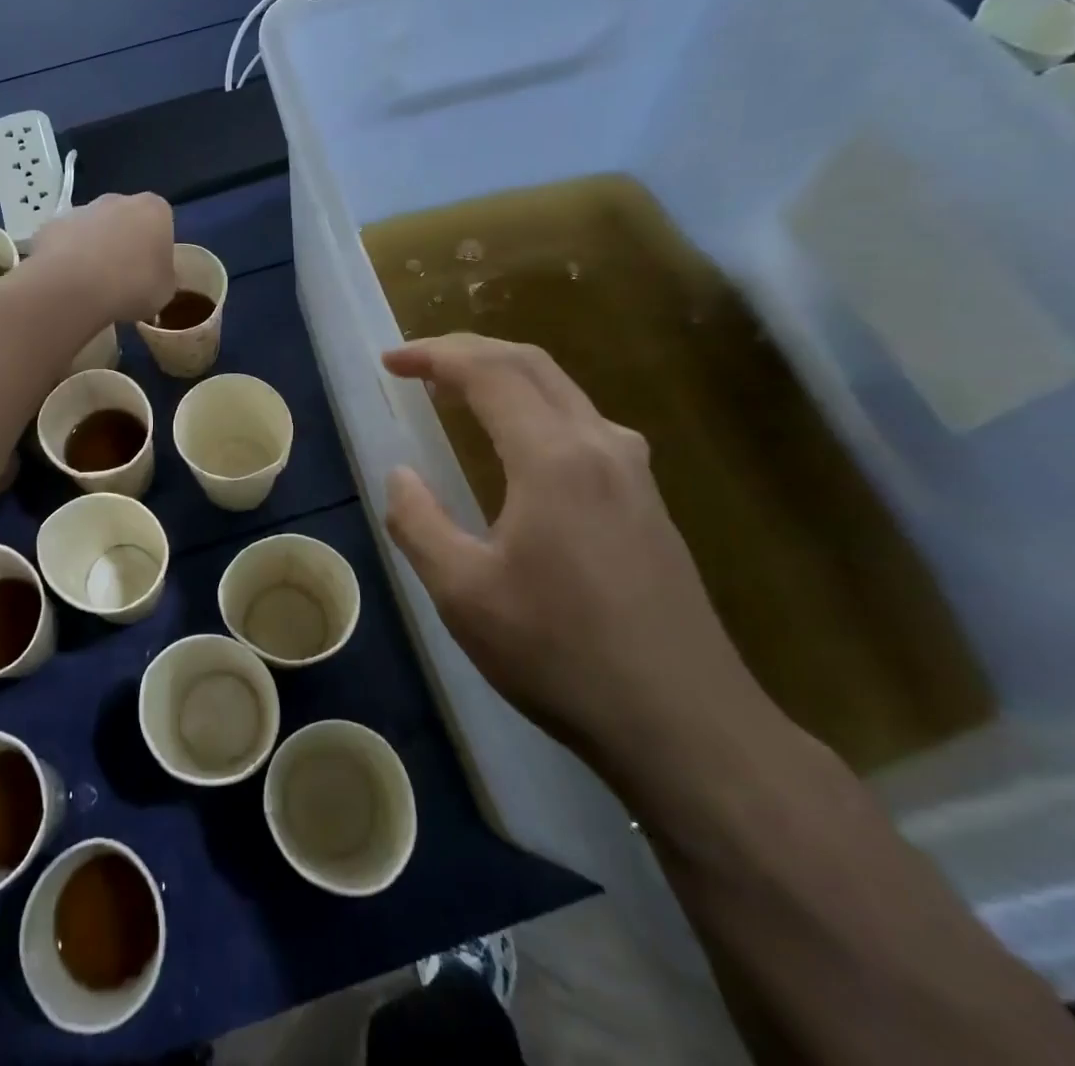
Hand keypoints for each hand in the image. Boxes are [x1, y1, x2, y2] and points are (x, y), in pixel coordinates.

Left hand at [29, 192, 175, 324]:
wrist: (74, 287)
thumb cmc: (133, 285)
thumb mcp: (165, 291)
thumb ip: (164, 276)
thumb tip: (158, 275)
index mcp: (153, 209)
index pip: (160, 222)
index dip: (156, 248)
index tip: (151, 272)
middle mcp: (117, 199)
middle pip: (124, 219)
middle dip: (123, 242)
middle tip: (122, 278)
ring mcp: (80, 209)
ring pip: (92, 229)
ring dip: (93, 249)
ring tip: (92, 284)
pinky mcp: (51, 225)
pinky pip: (64, 242)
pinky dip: (65, 257)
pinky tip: (67, 283)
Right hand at [381, 335, 768, 776]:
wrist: (684, 723)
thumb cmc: (560, 653)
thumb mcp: (463, 593)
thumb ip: (418, 522)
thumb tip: (400, 476)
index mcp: (553, 458)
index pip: (488, 372)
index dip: (434, 356)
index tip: (389, 361)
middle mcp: (600, 445)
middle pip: (531, 363)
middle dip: (469, 351)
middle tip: (418, 364)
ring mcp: (633, 470)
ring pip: (562, 389)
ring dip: (505, 375)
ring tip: (457, 391)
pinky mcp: (647, 499)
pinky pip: (582, 421)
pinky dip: (535, 406)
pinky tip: (517, 440)